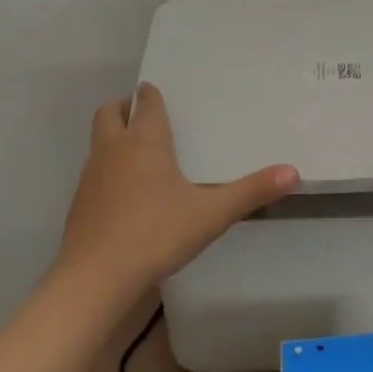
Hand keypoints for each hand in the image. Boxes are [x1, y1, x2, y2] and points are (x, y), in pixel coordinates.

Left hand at [58, 83, 298, 301]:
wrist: (93, 280)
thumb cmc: (155, 234)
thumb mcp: (212, 214)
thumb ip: (252, 192)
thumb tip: (293, 172)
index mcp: (145, 141)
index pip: (146, 102)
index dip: (152, 94)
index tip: (161, 92)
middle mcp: (114, 149)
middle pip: (110, 111)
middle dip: (125, 107)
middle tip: (146, 115)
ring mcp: (91, 176)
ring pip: (99, 140)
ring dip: (114, 137)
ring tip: (141, 154)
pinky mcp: (79, 203)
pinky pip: (93, 171)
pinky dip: (107, 169)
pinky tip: (126, 195)